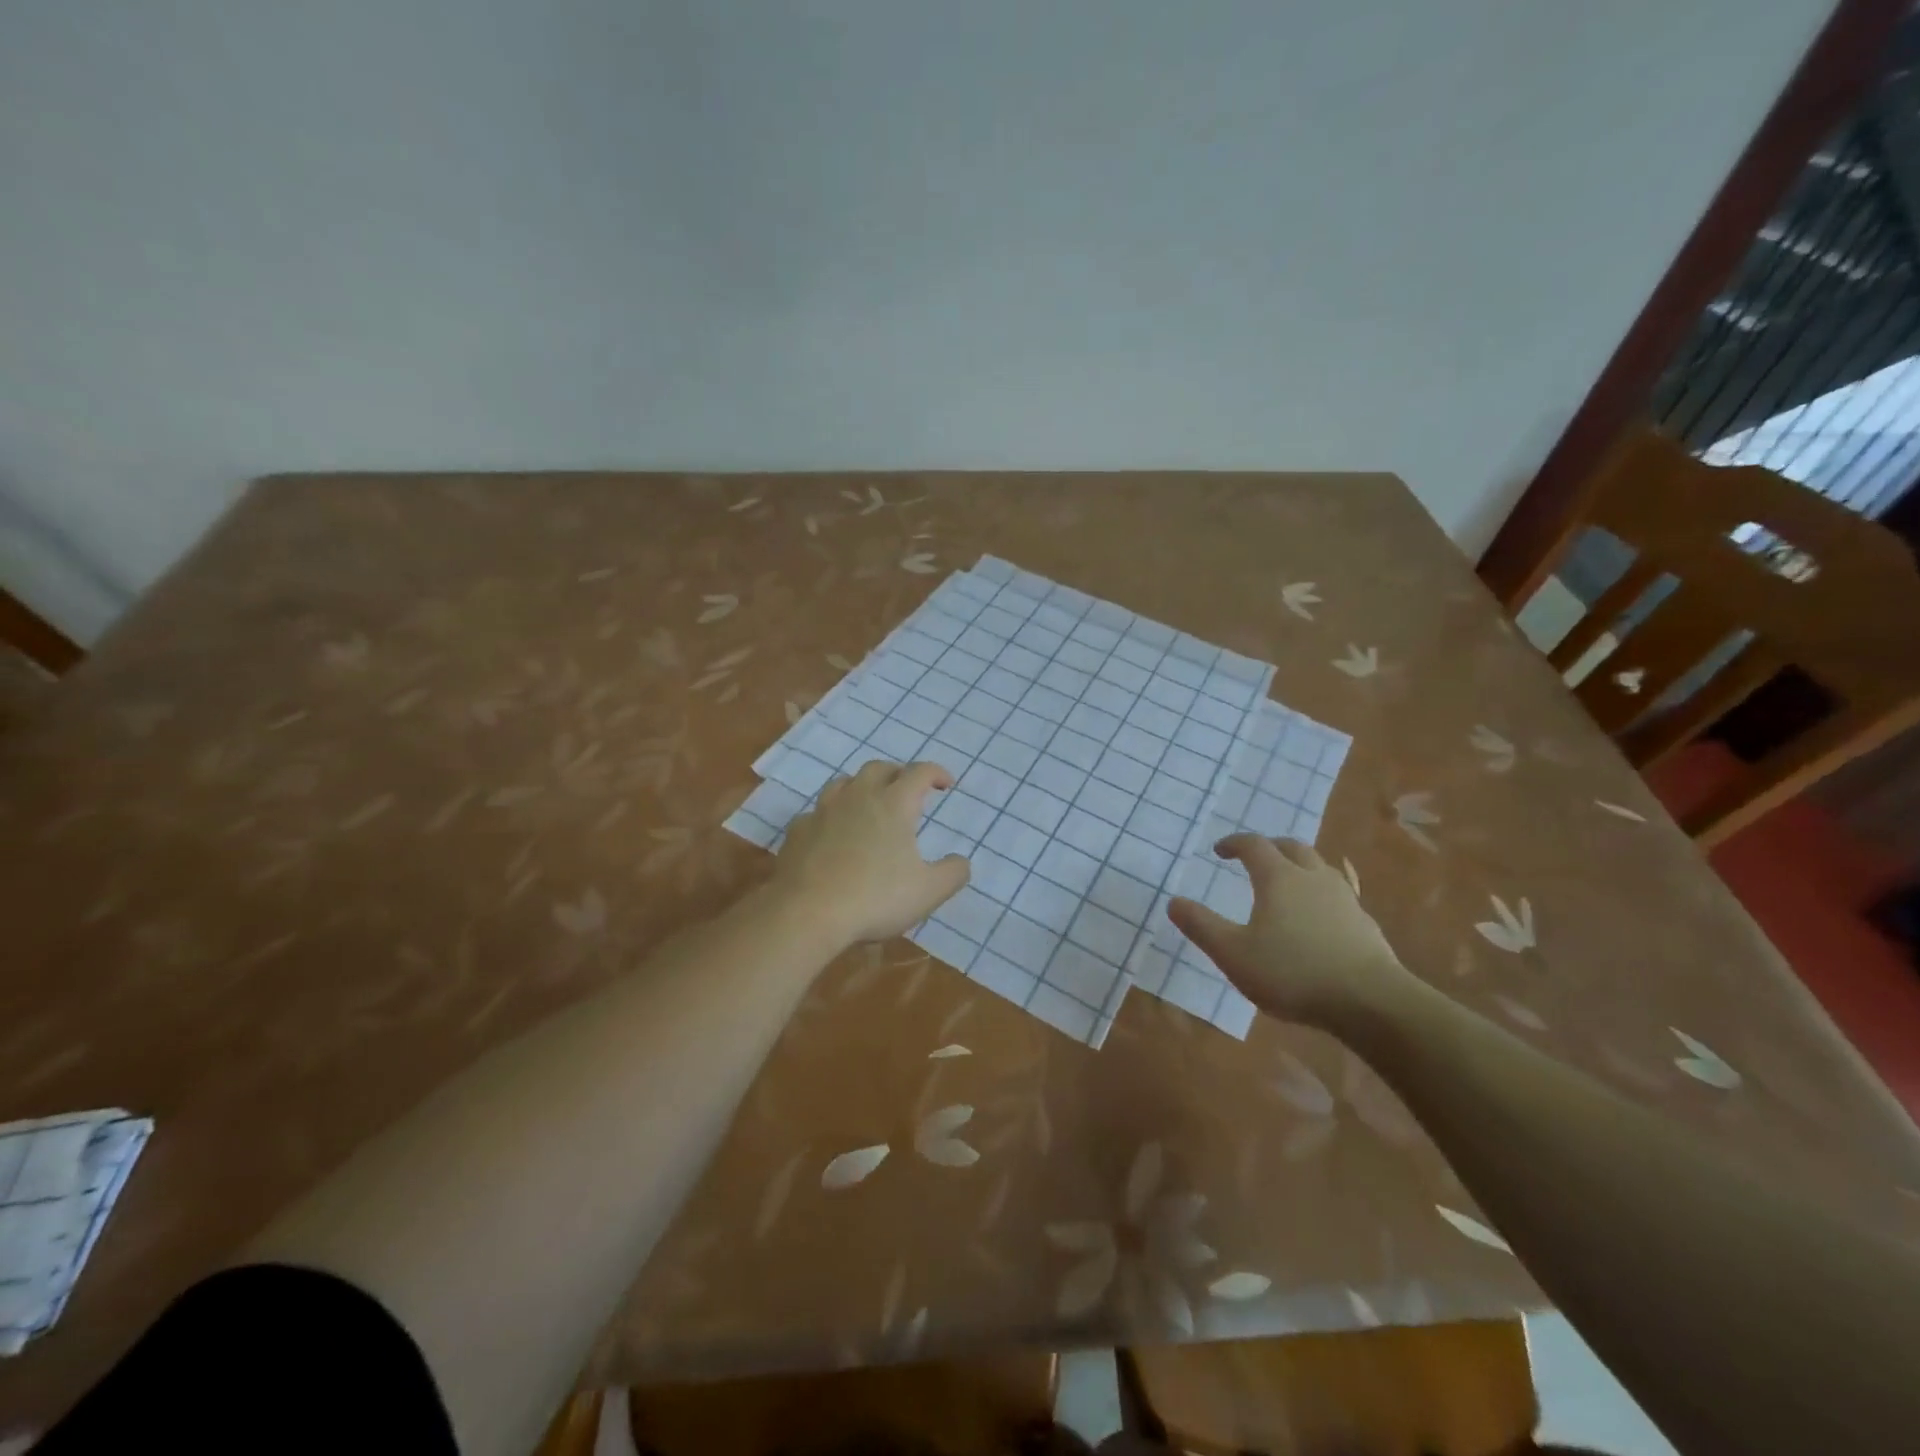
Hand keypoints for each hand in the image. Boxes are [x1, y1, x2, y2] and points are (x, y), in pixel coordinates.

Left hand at [770, 760, 969, 946]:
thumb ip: (953, 873)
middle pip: (879, 768)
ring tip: (869, 804)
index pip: (920, 772)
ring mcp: (823, 811)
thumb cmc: (875, 898)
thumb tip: (961, 861)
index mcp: (894, 804)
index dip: (936, 773)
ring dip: (862, 787)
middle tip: (908, 791)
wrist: (807, 913)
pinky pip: (817, 813)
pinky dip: (831, 816)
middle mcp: (858, 797)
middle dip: (898, 774)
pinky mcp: (798, 831)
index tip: (946, 784)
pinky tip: (833, 835)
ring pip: (844, 783)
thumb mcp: (928, 892)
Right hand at [1168, 836, 1413, 1029]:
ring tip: (1289, 880)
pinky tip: (1325, 910)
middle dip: (1270, 847)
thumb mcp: (1233, 954)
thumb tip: (1174, 901)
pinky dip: (1325, 892)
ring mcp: (1345, 899)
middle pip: (1292, 847)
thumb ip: (1201, 926)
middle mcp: (1313, 878)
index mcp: (1279, 878)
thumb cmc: (1292, 973)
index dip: (1234, 843)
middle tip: (1254, 858)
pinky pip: (1343, 893)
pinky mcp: (1365, 923)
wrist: (1371, 1002)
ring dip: (1300, 865)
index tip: (1219, 851)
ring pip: (1321, 867)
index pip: (1254, 845)